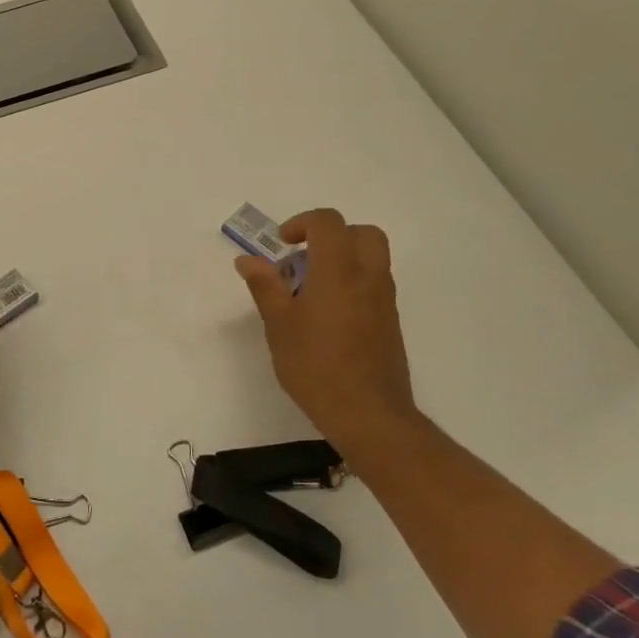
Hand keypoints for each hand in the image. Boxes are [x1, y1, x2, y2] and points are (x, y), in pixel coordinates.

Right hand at [236, 210, 421, 477]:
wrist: (369, 415)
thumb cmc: (316, 367)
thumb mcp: (279, 326)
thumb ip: (265, 286)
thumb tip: (248, 259)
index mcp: (338, 271)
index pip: (328, 222)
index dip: (301, 223)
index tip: (281, 246)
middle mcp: (368, 277)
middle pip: (361, 233)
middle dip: (331, 236)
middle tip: (303, 260)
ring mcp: (384, 300)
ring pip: (371, 258)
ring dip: (342, 259)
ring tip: (310, 291)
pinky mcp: (390, 322)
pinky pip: (374, 284)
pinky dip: (352, 282)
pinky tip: (327, 316)